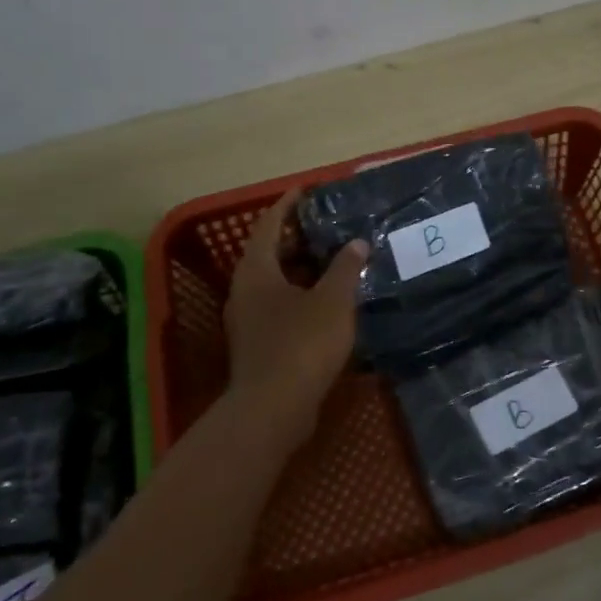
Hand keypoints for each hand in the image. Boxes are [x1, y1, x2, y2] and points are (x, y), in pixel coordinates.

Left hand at [223, 188, 367, 440]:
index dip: (287, 205)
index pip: (269, 225)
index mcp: (257, 270)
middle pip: (268, 253)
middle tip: (326, 227)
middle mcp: (244, 290)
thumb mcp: (332, 300)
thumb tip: (357, 243)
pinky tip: (325, 302)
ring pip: (273, 282)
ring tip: (332, 261)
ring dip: (299, 269)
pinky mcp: (256, 344)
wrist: (272, 409)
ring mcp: (247, 320)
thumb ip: (345, 268)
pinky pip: (277, 306)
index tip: (305, 191)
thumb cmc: (301, 344)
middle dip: (296, 238)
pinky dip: (299, 295)